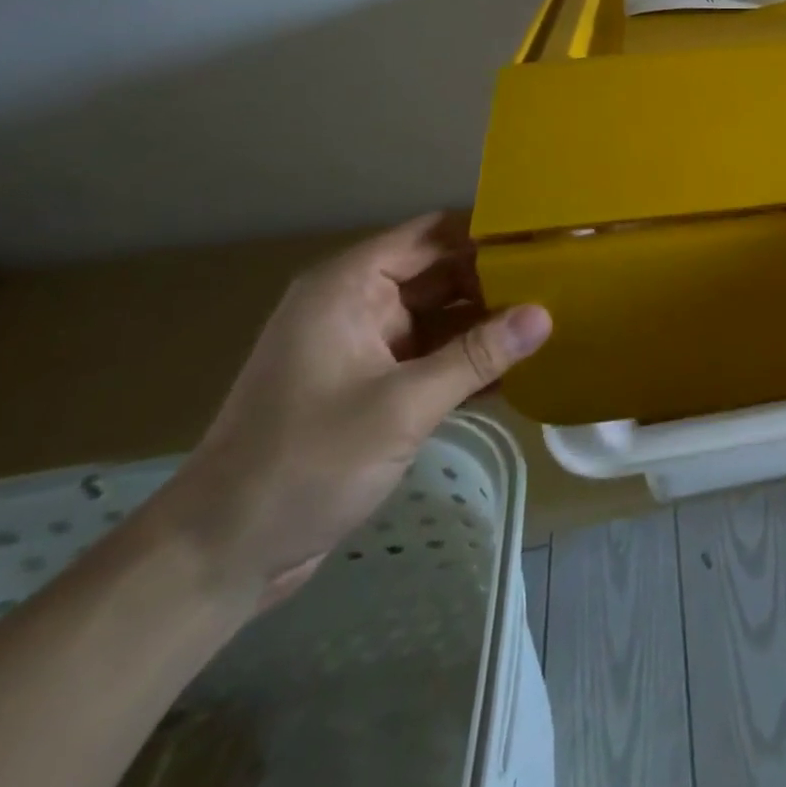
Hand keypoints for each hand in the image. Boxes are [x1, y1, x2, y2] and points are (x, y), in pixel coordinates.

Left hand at [152, 214, 551, 608]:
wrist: (220, 553)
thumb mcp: (402, 405)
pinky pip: (433, 356)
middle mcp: (357, 305)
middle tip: (565, 281)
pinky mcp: (372, 385)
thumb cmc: (305, 462)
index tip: (545, 237)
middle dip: (498, 280)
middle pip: (442, 273)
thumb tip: (545, 314)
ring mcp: (365, 347)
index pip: (432, 235)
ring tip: (556, 320)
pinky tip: (519, 369)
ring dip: (489, 322)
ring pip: (442, 316)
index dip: (488, 232)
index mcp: (350, 287)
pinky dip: (469, 359)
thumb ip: (477, 355)